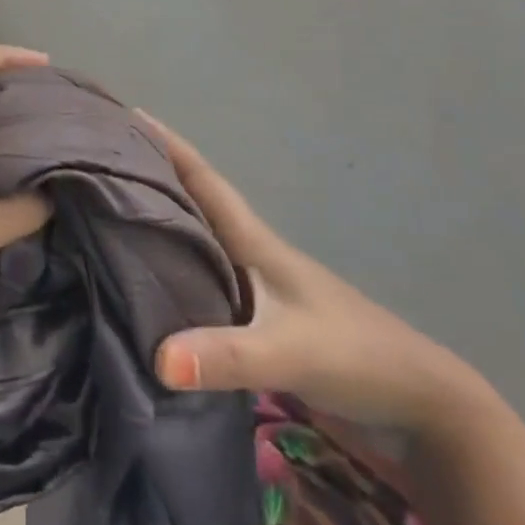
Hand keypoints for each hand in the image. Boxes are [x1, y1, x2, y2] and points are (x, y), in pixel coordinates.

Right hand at [137, 111, 480, 436]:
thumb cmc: (358, 358)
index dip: (166, 145)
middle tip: (101, 160)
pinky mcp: (259, 323)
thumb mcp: (291, 352)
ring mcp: (256, 290)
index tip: (125, 114)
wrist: (423, 410)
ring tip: (110, 212)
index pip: (203, 180)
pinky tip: (147, 284)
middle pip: (192, 203)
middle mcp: (250, 256)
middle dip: (150, 176)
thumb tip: (157, 358)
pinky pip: (201, 283)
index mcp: (256, 243)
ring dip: (159, 223)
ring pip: (196, 242)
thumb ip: (226, 356)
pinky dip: (172, 272)